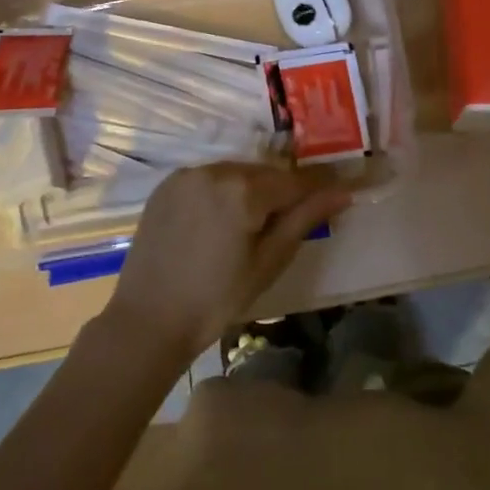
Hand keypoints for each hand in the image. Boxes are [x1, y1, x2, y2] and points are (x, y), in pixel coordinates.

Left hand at [103, 164, 351, 367]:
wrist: (147, 320)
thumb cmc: (216, 299)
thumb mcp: (268, 262)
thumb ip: (304, 219)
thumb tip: (342, 192)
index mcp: (243, 189)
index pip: (294, 181)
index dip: (319, 185)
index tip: (341, 186)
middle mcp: (215, 169)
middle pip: (264, 173)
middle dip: (282, 190)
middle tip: (292, 216)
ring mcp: (187, 174)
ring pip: (235, 173)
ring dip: (250, 189)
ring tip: (253, 223)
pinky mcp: (167, 184)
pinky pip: (208, 178)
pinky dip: (221, 191)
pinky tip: (220, 221)